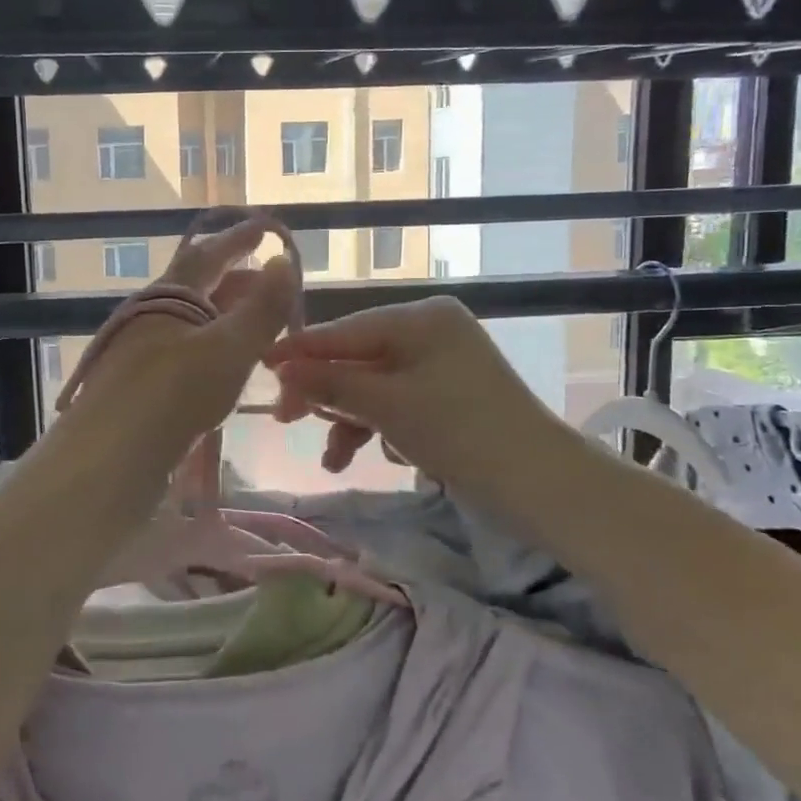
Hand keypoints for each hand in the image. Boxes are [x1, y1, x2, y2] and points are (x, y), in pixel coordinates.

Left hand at [54, 215, 299, 484]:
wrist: (109, 458)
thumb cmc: (174, 393)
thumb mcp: (229, 348)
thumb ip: (261, 308)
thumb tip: (283, 262)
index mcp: (168, 296)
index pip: (207, 255)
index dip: (238, 240)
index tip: (264, 229)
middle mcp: (149, 316)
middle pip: (196, 287)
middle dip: (234, 281)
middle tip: (270, 284)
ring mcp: (139, 351)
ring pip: (189, 321)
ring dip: (223, 317)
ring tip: (255, 326)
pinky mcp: (137, 386)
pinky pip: (182, 352)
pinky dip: (210, 348)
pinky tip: (223, 368)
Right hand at [265, 297, 569, 509]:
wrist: (540, 482)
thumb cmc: (459, 431)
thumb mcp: (387, 405)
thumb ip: (330, 382)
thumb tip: (280, 368)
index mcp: (421, 318)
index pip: (346, 330)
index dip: (301, 351)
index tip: (260, 364)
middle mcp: (431, 331)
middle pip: (358, 358)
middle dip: (326, 393)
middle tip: (287, 420)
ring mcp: (442, 363)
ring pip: (376, 385)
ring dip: (351, 420)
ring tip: (334, 459)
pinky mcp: (448, 395)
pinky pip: (399, 402)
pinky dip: (382, 427)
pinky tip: (381, 456)